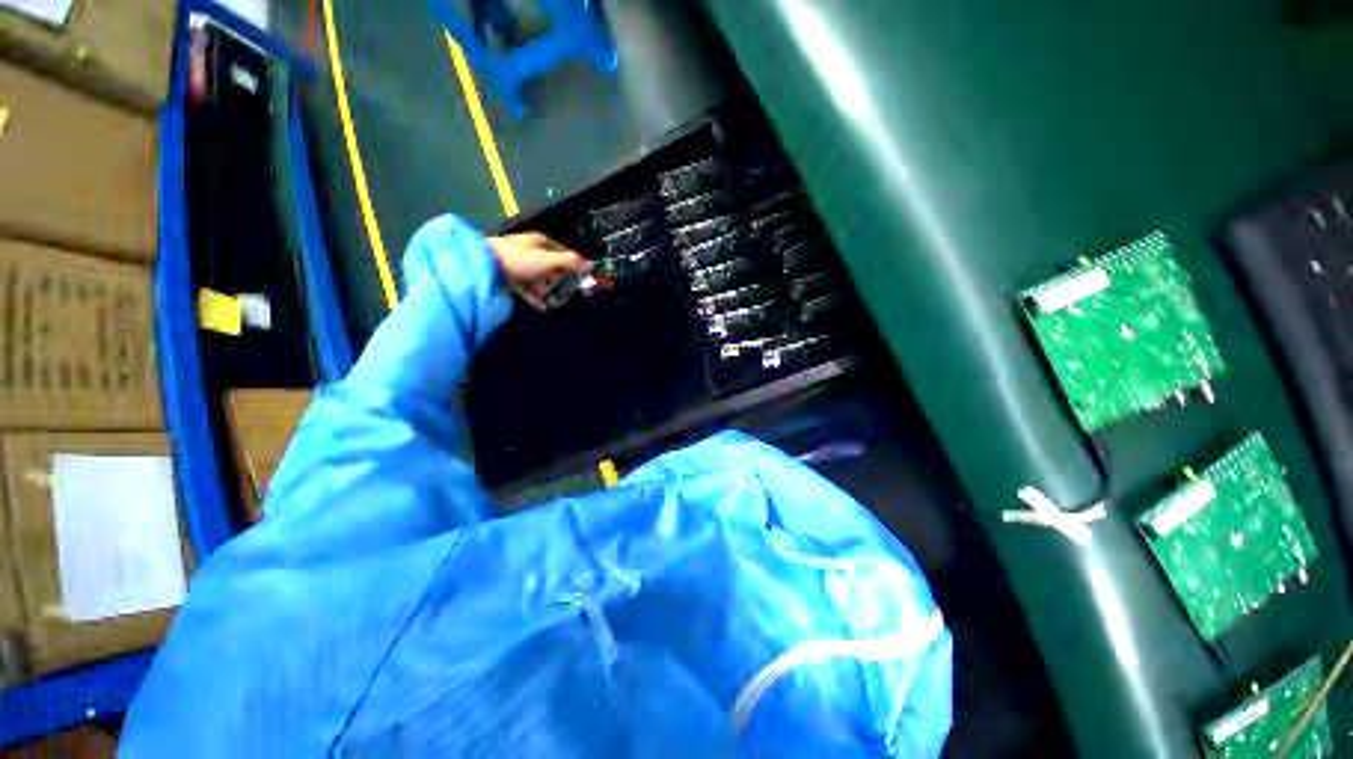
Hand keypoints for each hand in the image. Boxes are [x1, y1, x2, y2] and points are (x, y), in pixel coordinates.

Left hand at [488, 232, 591, 309]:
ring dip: (549, 291)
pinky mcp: (511, 279)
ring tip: (557, 303)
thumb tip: (591, 264)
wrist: (484, 267)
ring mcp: (520, 266)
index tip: (581, 277)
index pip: (562, 252)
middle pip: (552, 267)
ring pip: (540, 279)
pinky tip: (543, 306)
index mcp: (540, 243)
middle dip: (561, 281)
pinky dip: (536, 297)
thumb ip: (569, 262)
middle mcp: (531, 252)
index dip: (572, 264)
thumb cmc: (519, 259)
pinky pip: (528, 289)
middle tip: (569, 294)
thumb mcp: (547, 260)